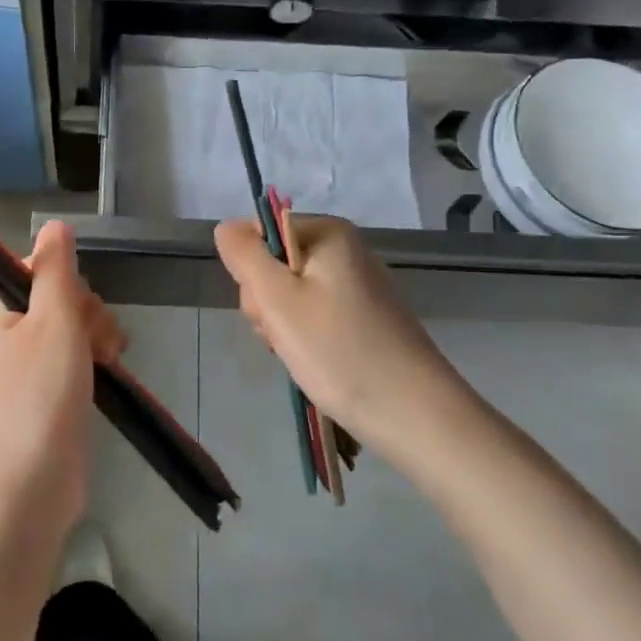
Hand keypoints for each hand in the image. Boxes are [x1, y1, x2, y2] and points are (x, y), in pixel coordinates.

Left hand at [0, 220, 122, 526]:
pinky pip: (71, 358)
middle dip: (87, 316)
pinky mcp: (39, 393)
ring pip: (70, 328)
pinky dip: (92, 362)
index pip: (37, 269)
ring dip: (96, 339)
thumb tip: (55, 225)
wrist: (28, 488)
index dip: (68, 286)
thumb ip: (57, 269)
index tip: (79, 314)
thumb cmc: (37, 397)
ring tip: (105, 365)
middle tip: (96, 347)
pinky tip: (109, 374)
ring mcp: (18, 366)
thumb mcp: (53, 321)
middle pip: (57, 298)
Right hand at [214, 214, 473, 457]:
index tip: (266, 308)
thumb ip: (244, 255)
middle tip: (283, 335)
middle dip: (266, 303)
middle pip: (274, 264)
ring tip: (300, 353)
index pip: (259, 234)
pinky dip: (306, 338)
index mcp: (328, 232)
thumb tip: (226, 227)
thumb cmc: (338, 350)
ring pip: (291, 294)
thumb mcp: (277, 299)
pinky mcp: (364, 317)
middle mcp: (345, 250)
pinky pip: (315, 315)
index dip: (250, 271)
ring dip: (282, 325)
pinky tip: (316, 360)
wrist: (413, 413)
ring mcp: (357, 285)